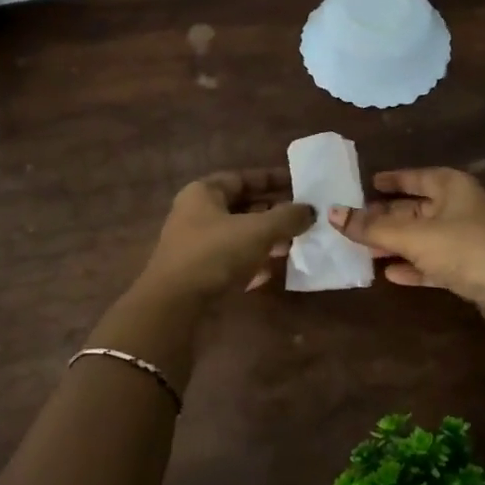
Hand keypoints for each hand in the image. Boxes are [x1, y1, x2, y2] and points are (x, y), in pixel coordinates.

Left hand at [139, 169, 316, 300]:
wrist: (174, 306)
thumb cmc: (215, 254)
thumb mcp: (258, 230)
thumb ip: (287, 217)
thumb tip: (310, 210)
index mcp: (204, 193)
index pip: (242, 178)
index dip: (272, 179)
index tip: (299, 184)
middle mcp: (196, 214)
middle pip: (241, 207)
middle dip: (273, 212)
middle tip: (302, 217)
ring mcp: (195, 245)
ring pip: (238, 235)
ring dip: (265, 239)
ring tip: (294, 244)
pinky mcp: (198, 273)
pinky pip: (231, 260)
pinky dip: (252, 262)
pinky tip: (273, 270)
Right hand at [330, 168, 484, 339]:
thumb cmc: (467, 248)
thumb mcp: (414, 235)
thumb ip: (373, 227)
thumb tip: (332, 213)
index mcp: (452, 187)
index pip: (416, 176)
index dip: (392, 179)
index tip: (368, 183)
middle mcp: (461, 208)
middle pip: (417, 208)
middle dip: (387, 216)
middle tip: (354, 222)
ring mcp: (468, 241)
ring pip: (424, 238)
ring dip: (396, 244)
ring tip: (363, 250)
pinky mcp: (472, 271)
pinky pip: (434, 264)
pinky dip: (414, 267)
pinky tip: (391, 274)